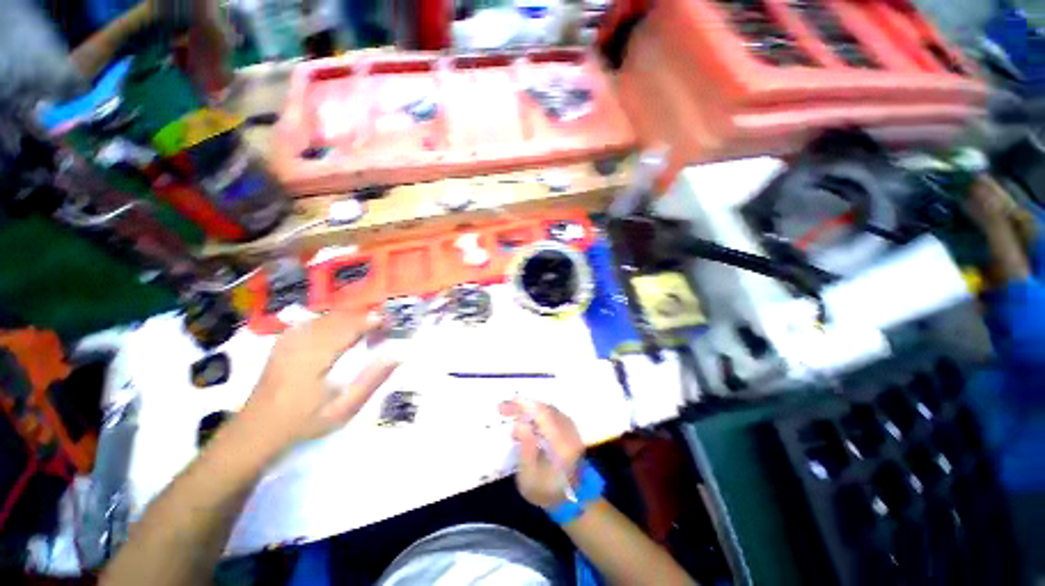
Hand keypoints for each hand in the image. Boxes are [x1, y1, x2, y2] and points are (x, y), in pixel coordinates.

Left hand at [239, 312, 397, 452]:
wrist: (257, 427)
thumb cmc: (303, 421)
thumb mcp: (342, 409)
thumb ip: (370, 381)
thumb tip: (396, 356)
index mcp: (314, 357)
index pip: (349, 326)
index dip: (372, 320)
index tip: (391, 321)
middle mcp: (301, 341)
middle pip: (340, 316)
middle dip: (365, 316)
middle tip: (384, 324)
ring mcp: (290, 337)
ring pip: (328, 316)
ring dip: (352, 317)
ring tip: (368, 326)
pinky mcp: (285, 339)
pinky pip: (316, 320)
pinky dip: (335, 320)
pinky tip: (342, 329)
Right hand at [499, 400, 584, 508]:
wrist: (570, 499)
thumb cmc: (545, 491)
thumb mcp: (529, 477)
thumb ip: (526, 448)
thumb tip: (519, 423)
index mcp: (562, 445)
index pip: (543, 415)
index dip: (524, 406)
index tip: (505, 406)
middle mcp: (570, 432)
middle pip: (545, 409)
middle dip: (523, 406)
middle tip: (503, 408)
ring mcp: (572, 429)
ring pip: (548, 409)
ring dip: (529, 408)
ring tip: (511, 412)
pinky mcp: (570, 429)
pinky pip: (552, 413)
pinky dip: (537, 413)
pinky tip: (526, 418)